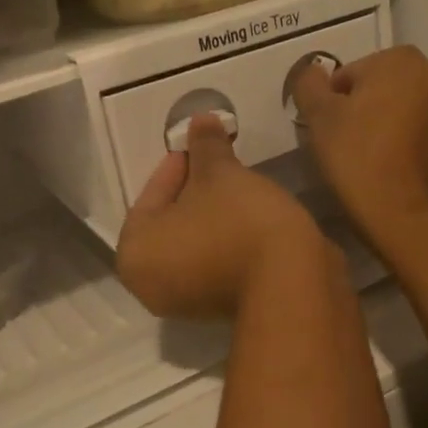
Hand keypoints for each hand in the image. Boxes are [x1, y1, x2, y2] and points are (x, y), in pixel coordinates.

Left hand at [117, 116, 330, 319]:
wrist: (292, 283)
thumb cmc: (240, 223)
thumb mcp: (221, 174)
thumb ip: (206, 146)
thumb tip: (200, 119)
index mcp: (136, 254)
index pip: (150, 197)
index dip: (177, 165)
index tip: (199, 145)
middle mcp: (151, 285)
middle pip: (170, 222)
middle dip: (195, 190)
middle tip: (219, 163)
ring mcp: (187, 302)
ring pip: (194, 243)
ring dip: (213, 213)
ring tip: (238, 184)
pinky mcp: (220, 308)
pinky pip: (215, 261)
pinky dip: (226, 237)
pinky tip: (249, 213)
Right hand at [290, 46, 427, 251]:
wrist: (405, 214)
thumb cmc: (358, 157)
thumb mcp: (319, 116)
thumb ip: (308, 84)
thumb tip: (311, 71)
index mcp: (400, 59)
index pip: (347, 74)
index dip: (329, 103)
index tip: (326, 132)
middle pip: (374, 88)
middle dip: (355, 111)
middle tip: (339, 145)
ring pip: (393, 110)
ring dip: (375, 126)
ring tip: (359, 159)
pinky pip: (411, 131)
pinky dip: (394, 142)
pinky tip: (381, 167)